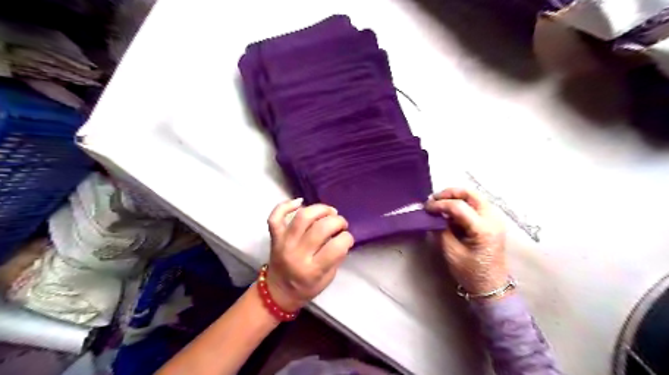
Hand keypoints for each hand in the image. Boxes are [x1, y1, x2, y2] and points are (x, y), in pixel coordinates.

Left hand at [266, 199, 354, 309]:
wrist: (278, 292)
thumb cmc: (306, 287)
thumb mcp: (328, 278)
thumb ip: (336, 257)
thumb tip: (342, 235)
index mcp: (312, 270)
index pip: (336, 247)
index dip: (347, 238)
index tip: (347, 238)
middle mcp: (297, 254)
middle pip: (321, 228)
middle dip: (337, 221)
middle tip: (341, 224)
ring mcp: (284, 243)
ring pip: (302, 216)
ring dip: (320, 209)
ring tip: (329, 212)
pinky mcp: (274, 236)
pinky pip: (276, 216)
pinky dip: (286, 205)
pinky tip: (300, 201)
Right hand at [426, 188, 509, 297]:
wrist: (492, 286)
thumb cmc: (471, 272)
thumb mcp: (451, 252)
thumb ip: (441, 230)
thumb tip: (432, 215)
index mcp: (483, 229)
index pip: (458, 206)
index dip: (439, 204)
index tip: (426, 208)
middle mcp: (492, 219)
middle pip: (470, 194)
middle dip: (449, 193)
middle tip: (434, 200)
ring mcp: (495, 219)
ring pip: (474, 197)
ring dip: (456, 197)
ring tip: (440, 204)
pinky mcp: (492, 221)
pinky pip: (476, 205)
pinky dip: (462, 204)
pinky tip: (450, 212)